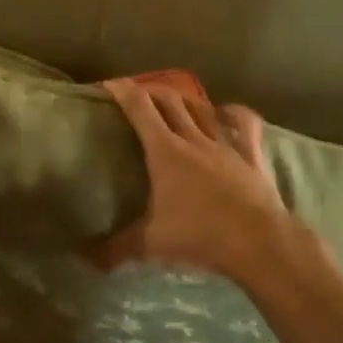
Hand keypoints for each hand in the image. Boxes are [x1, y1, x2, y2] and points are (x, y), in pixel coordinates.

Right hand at [99, 79, 294, 281]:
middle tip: (139, 93)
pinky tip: (227, 112)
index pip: (140, 109)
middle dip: (152, 91)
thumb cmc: (200, 236)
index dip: (123, 91)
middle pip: (170, 100)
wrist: (256, 242)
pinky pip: (244, 125)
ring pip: (202, 108)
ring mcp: (224, 144)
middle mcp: (193, 138)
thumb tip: (86, 258)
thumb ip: (116, 249)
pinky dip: (235, 114)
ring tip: (176, 100)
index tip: (110, 83)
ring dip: (187, 100)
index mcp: (165, 151)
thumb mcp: (151, 245)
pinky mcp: (250, 154)